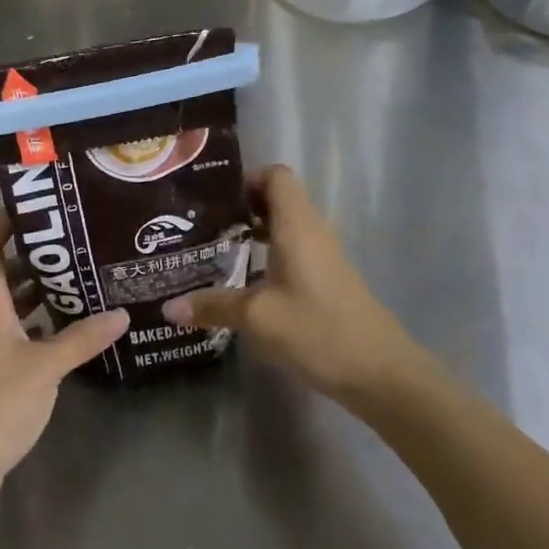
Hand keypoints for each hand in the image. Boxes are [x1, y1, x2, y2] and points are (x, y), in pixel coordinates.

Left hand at [0, 213, 128, 506]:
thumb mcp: (45, 367)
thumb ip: (82, 339)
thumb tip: (122, 314)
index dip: (2, 224)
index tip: (33, 206)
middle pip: (2, 275)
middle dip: (33, 258)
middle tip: (74, 244)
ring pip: (10, 307)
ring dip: (37, 293)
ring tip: (79, 281)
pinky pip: (16, 335)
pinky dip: (38, 327)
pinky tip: (67, 331)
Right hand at [163, 165, 427, 409]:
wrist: (381, 373)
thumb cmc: (318, 330)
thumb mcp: (257, 317)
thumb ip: (213, 306)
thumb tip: (168, 307)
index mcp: (297, 225)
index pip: (275, 175)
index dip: (245, 178)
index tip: (210, 197)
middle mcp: (311, 231)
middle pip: (276, 199)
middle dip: (238, 206)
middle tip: (200, 223)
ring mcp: (322, 256)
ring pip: (282, 227)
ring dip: (251, 232)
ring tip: (212, 248)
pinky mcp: (325, 280)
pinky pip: (290, 250)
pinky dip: (265, 254)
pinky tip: (241, 281)